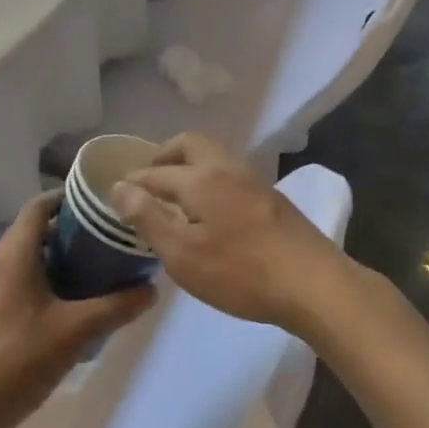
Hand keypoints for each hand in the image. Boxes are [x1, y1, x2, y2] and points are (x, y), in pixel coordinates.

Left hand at [0, 192, 155, 427]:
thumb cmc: (20, 360)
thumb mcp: (77, 331)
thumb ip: (117, 306)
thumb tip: (152, 289)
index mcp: (15, 255)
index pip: (39, 206)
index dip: (68, 197)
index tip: (100, 203)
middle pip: (36, 230)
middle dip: (72, 228)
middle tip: (108, 236)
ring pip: (30, 257)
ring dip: (61, 255)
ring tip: (98, 266)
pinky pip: (23, 280)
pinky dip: (48, 278)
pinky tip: (74, 302)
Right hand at [108, 132, 346, 331]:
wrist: (312, 282)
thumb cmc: (240, 271)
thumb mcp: (183, 254)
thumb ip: (148, 218)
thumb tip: (119, 187)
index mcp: (201, 178)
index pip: (156, 172)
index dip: (134, 180)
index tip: (116, 189)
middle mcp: (226, 168)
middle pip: (190, 144)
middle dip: (165, 156)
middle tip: (148, 179)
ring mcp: (253, 180)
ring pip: (213, 158)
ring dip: (189, 167)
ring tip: (175, 197)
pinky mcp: (271, 198)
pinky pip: (229, 175)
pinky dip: (209, 181)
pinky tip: (209, 211)